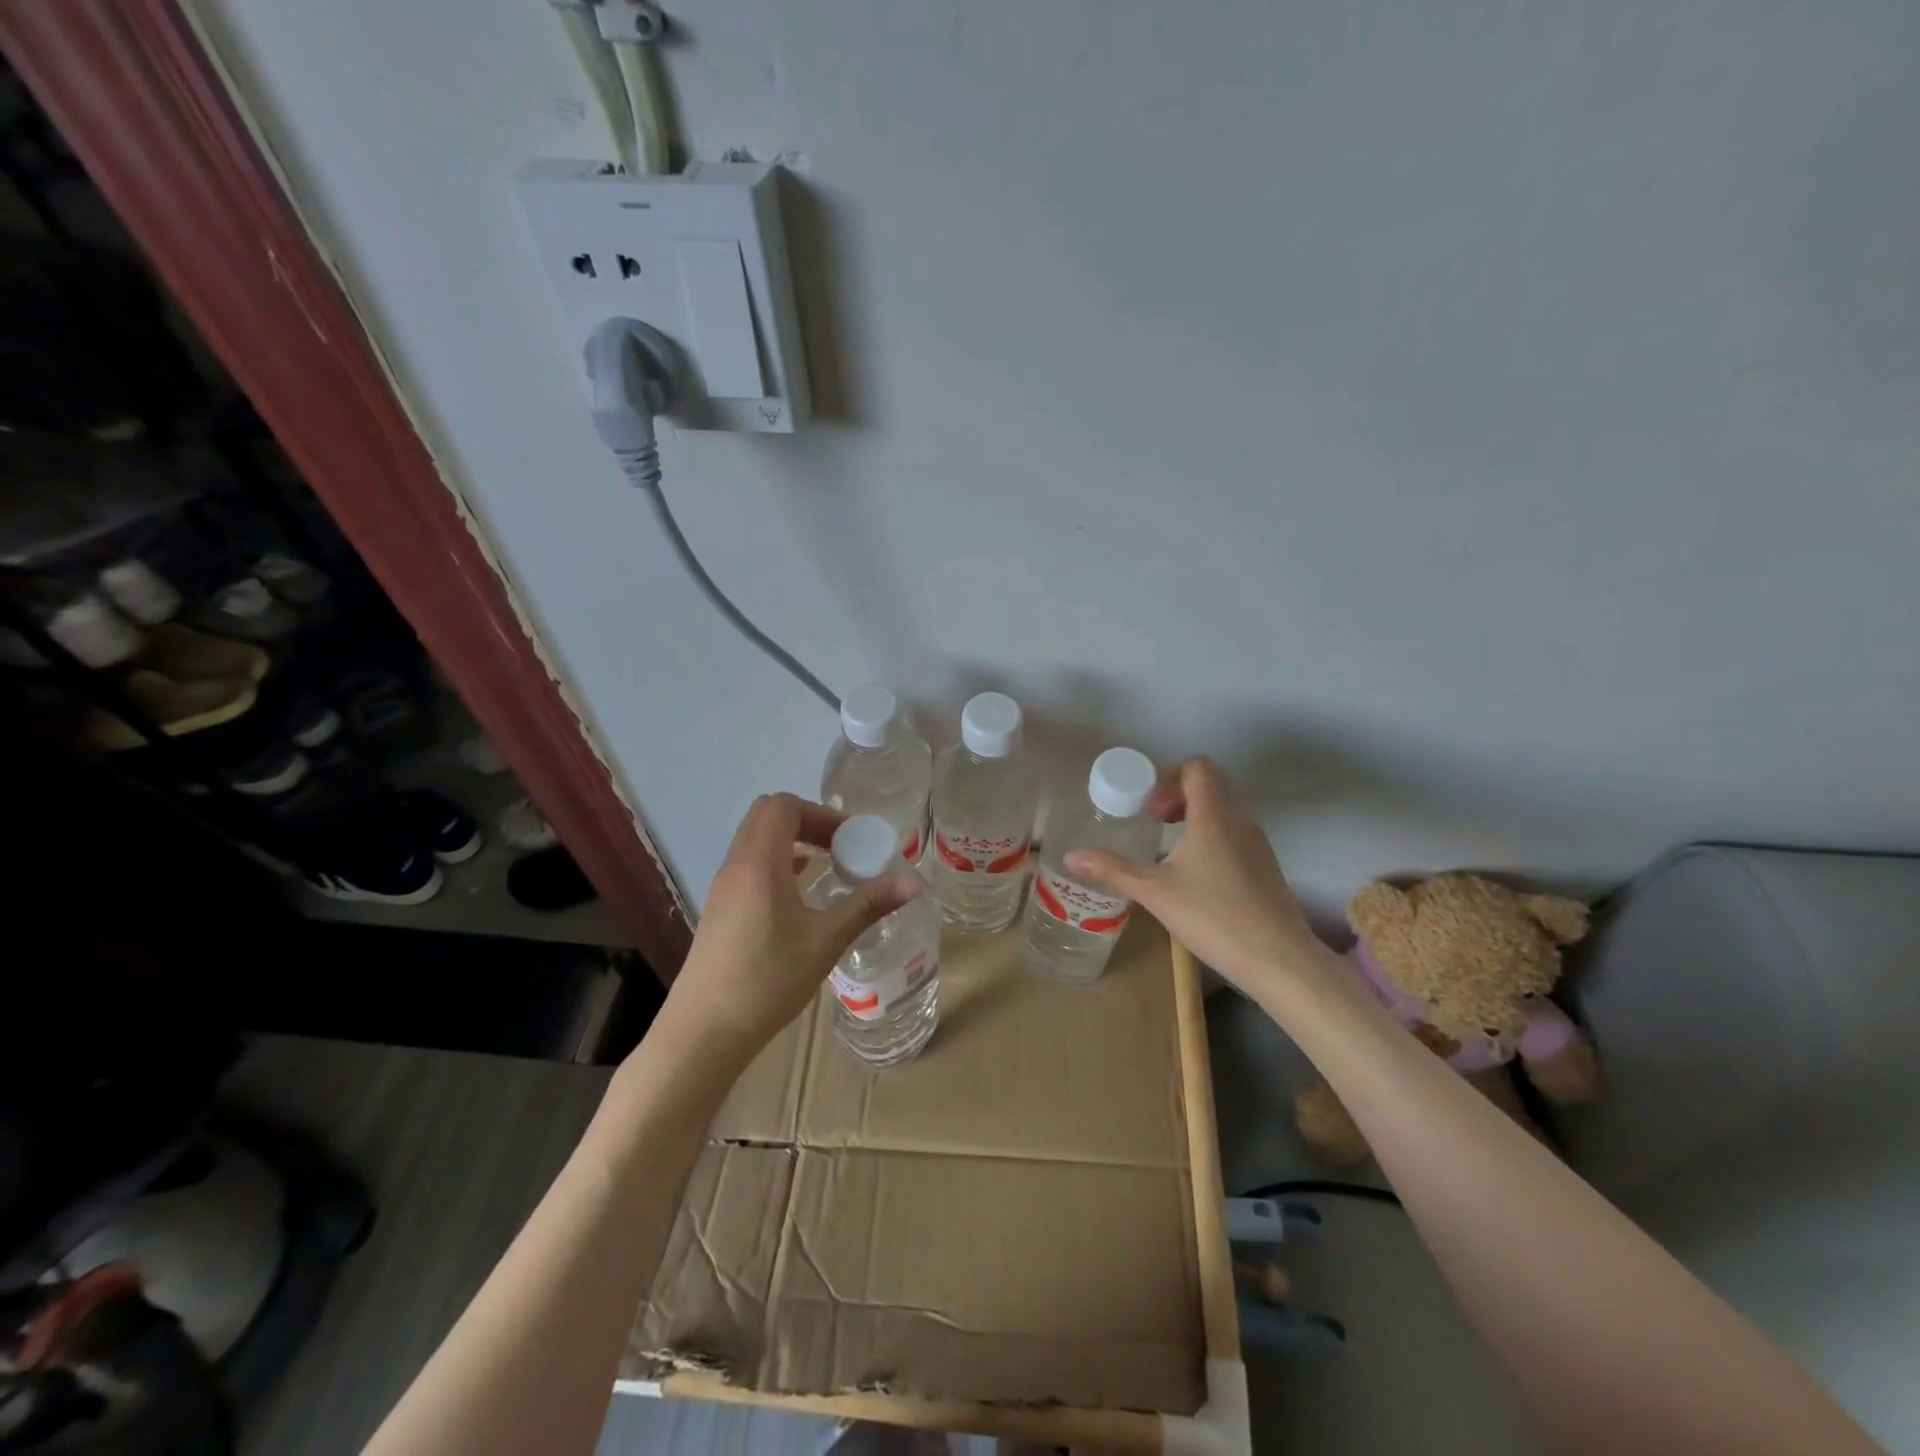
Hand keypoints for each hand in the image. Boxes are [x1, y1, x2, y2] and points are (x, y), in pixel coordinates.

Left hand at [665, 793, 919, 1059]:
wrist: (703, 1031)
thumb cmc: (768, 980)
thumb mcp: (826, 941)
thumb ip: (868, 905)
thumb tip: (914, 883)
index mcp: (760, 862)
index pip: (784, 806)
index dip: (821, 814)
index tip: (852, 838)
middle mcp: (736, 865)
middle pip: (767, 815)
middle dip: (808, 821)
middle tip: (841, 847)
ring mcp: (723, 887)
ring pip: (755, 839)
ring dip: (791, 840)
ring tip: (826, 865)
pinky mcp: (718, 908)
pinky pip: (748, 864)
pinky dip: (776, 862)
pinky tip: (799, 892)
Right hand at [1064, 757, 1323, 992]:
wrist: (1279, 959)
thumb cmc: (1213, 916)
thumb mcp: (1155, 893)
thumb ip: (1113, 870)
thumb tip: (1071, 856)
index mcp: (1214, 815)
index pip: (1198, 767)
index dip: (1169, 778)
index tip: (1151, 811)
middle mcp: (1240, 820)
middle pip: (1212, 784)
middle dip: (1180, 795)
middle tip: (1156, 823)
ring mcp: (1258, 843)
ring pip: (1227, 809)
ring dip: (1197, 816)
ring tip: (1173, 850)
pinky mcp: (1267, 866)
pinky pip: (1237, 832)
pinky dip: (1214, 837)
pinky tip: (1198, 876)